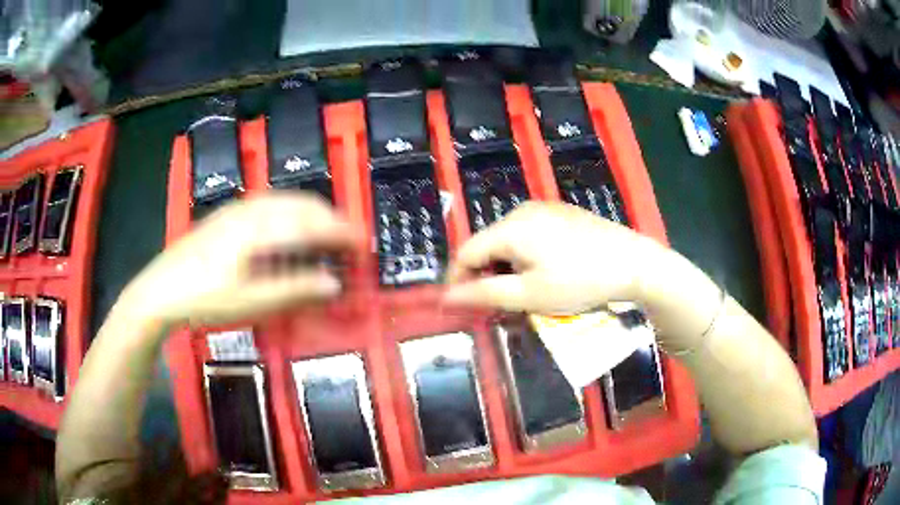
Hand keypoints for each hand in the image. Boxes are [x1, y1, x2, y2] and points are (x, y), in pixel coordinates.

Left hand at [121, 193, 359, 327]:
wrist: (160, 289)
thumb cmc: (205, 298)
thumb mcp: (251, 302)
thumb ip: (295, 290)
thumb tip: (334, 284)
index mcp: (260, 229)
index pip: (312, 223)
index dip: (342, 232)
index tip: (363, 244)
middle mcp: (252, 210)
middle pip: (302, 204)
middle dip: (331, 218)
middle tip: (349, 241)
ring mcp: (237, 209)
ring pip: (286, 201)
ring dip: (312, 214)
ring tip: (326, 234)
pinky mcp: (228, 216)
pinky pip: (271, 205)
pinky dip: (292, 214)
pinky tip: (289, 231)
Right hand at [444, 202, 672, 314]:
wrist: (634, 263)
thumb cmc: (580, 282)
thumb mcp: (530, 294)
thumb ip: (485, 294)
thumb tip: (445, 297)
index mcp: (511, 227)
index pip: (466, 251)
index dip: (456, 279)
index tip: (458, 305)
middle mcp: (523, 210)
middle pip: (487, 243)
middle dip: (484, 274)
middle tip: (496, 304)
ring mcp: (545, 209)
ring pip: (508, 239)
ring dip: (505, 266)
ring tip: (522, 291)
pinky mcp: (562, 213)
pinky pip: (529, 233)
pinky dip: (524, 255)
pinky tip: (544, 272)